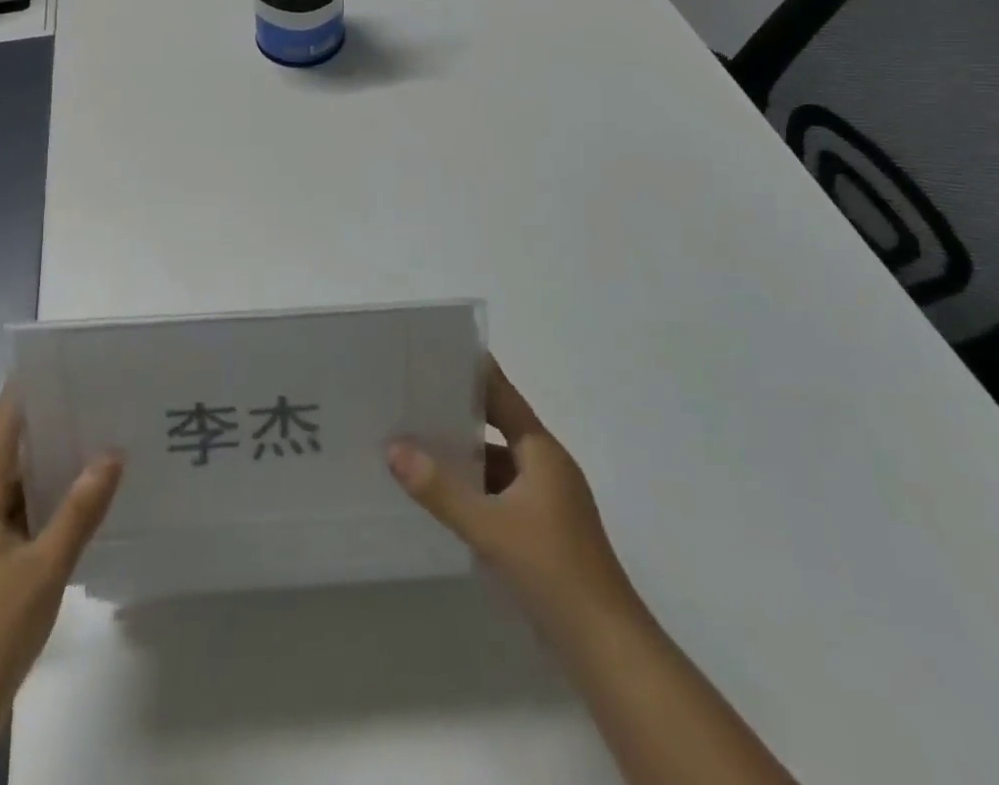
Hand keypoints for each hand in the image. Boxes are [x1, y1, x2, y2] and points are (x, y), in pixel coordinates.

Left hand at [0, 386, 120, 784]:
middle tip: (93, 394)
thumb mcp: (44, 568)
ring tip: (97, 435)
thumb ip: (79, 510)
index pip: (1, 433)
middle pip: (11, 456)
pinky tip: (82, 500)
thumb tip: (112, 453)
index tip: (53, 362)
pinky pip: (24, 518)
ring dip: (52, 466)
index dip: (22, 396)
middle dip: (48, 425)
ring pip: (20, 490)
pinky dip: (51, 502)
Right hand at [388, 358, 642, 645]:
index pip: (503, 396)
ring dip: (464, 459)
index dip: (474, 373)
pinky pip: (501, 496)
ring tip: (416, 447)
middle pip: (498, 428)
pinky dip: (475, 492)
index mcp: (541, 451)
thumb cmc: (552, 569)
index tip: (439, 352)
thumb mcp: (489, 527)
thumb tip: (393, 448)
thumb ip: (440, 489)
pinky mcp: (543, 533)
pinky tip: (443, 499)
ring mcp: (547, 502)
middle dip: (459, 416)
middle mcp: (546, 467)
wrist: (605, 646)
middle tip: (413, 400)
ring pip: (498, 466)